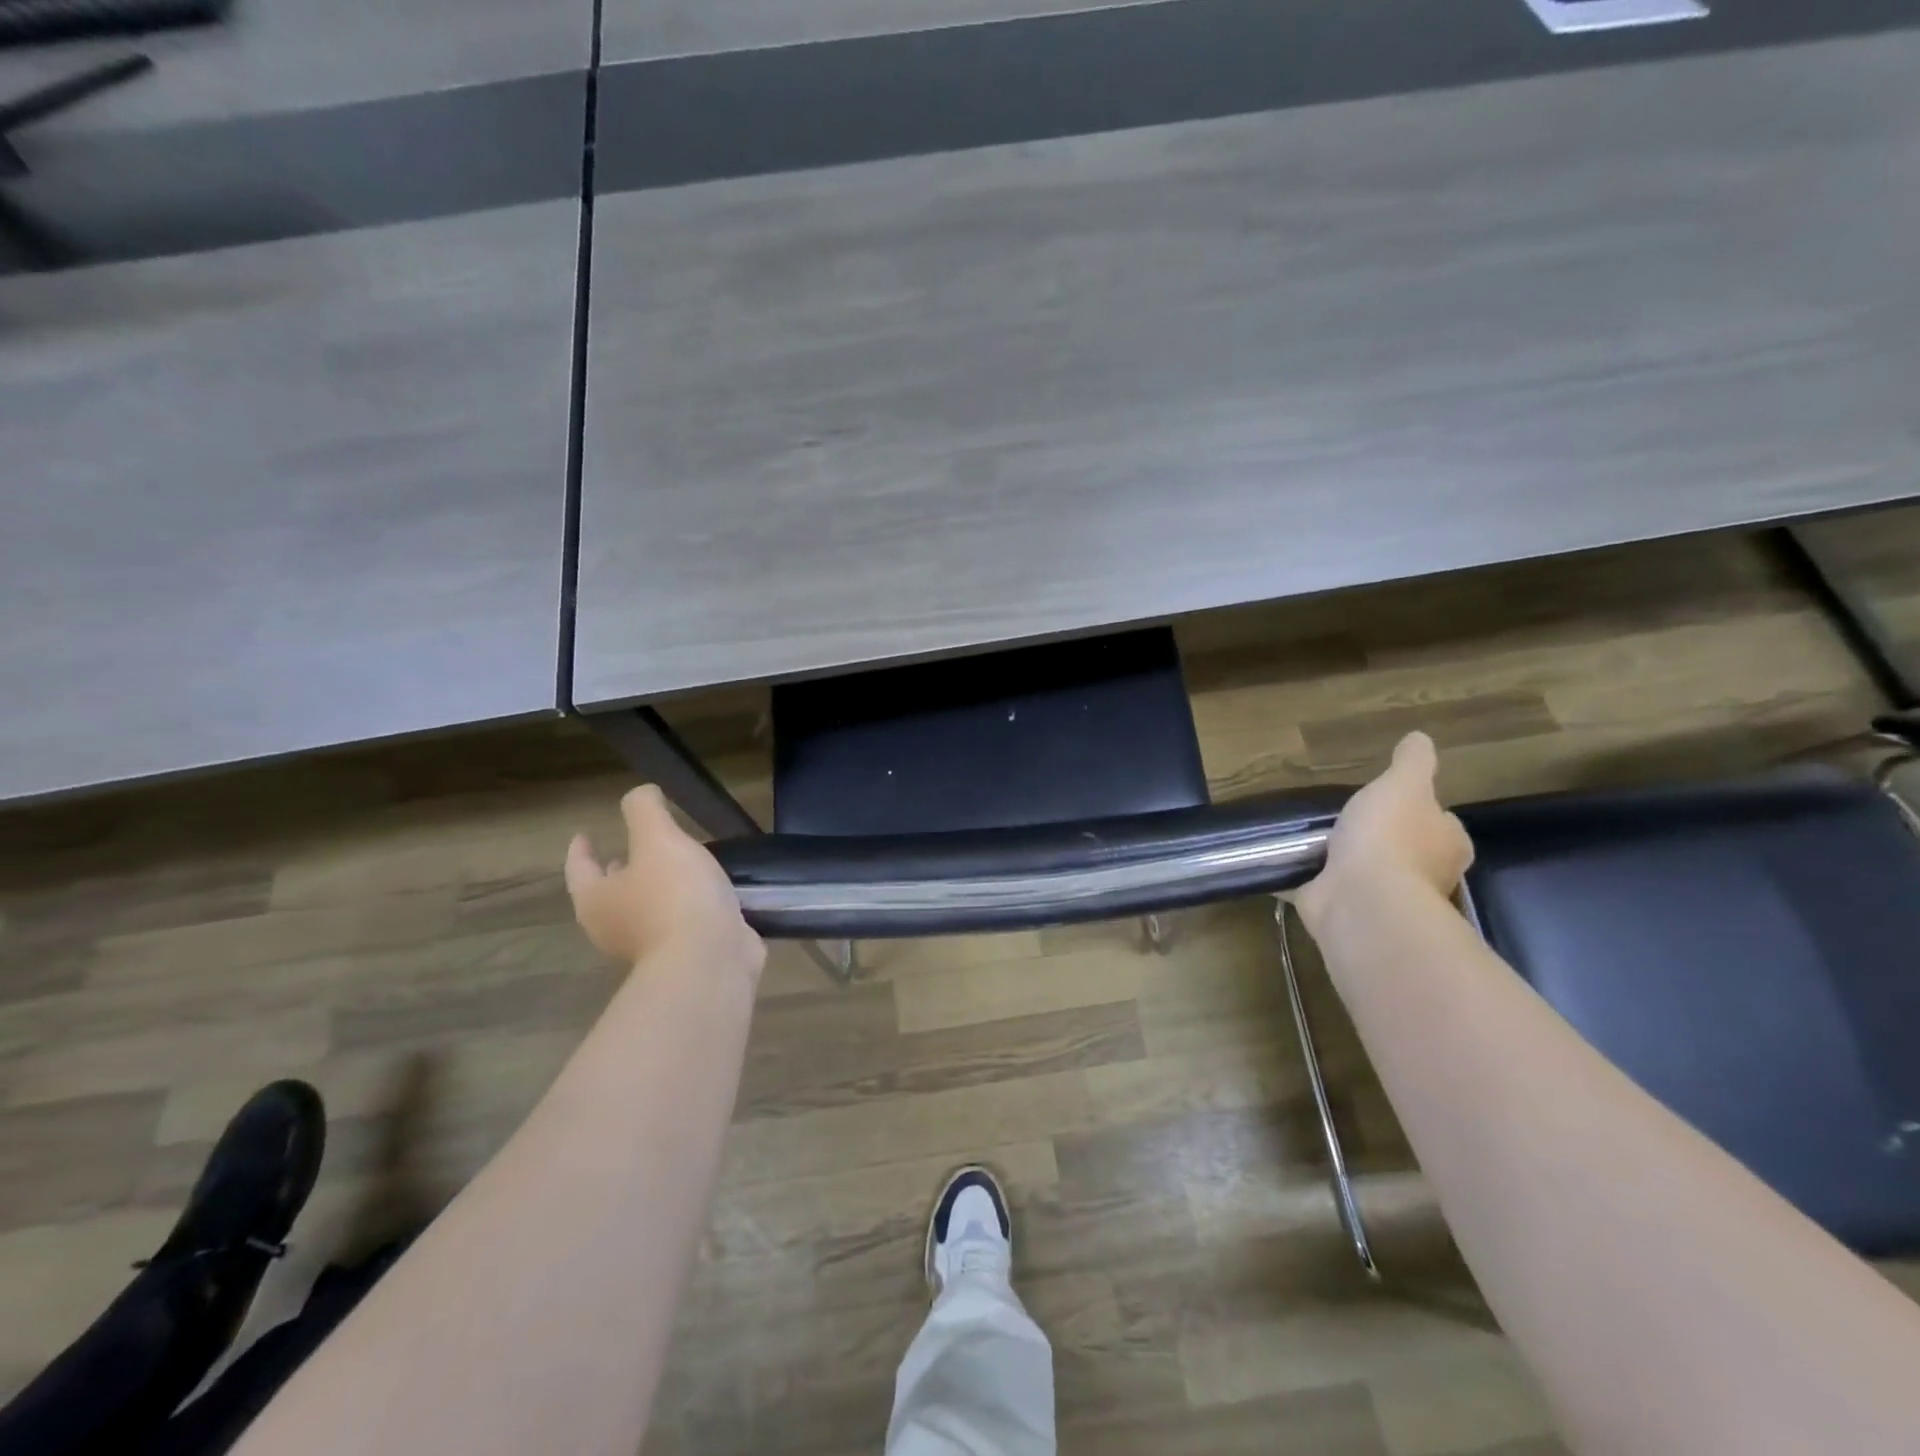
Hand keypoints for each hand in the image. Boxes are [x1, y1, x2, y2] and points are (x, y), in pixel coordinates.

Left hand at [565, 786, 765, 977]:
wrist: (709, 960)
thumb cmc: (673, 896)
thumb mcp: (658, 839)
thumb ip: (644, 811)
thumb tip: (641, 794)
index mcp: (597, 899)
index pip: (579, 868)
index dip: (581, 848)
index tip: (584, 834)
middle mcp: (614, 927)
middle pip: (608, 893)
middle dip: (617, 871)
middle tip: (628, 850)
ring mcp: (648, 947)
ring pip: (644, 909)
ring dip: (654, 888)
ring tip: (675, 866)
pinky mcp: (682, 956)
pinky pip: (678, 923)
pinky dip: (685, 906)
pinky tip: (706, 893)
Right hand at [1295, 732, 1473, 935]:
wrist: (1361, 900)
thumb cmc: (1390, 837)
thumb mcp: (1403, 784)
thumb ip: (1412, 762)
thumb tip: (1420, 739)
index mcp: (1445, 845)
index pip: (1441, 824)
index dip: (1423, 812)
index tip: (1395, 802)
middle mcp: (1423, 876)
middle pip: (1405, 850)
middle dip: (1380, 839)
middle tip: (1347, 818)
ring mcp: (1383, 898)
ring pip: (1365, 872)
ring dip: (1343, 860)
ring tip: (1310, 837)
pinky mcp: (1345, 910)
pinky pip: (1325, 888)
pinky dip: (1309, 879)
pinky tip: (1287, 864)